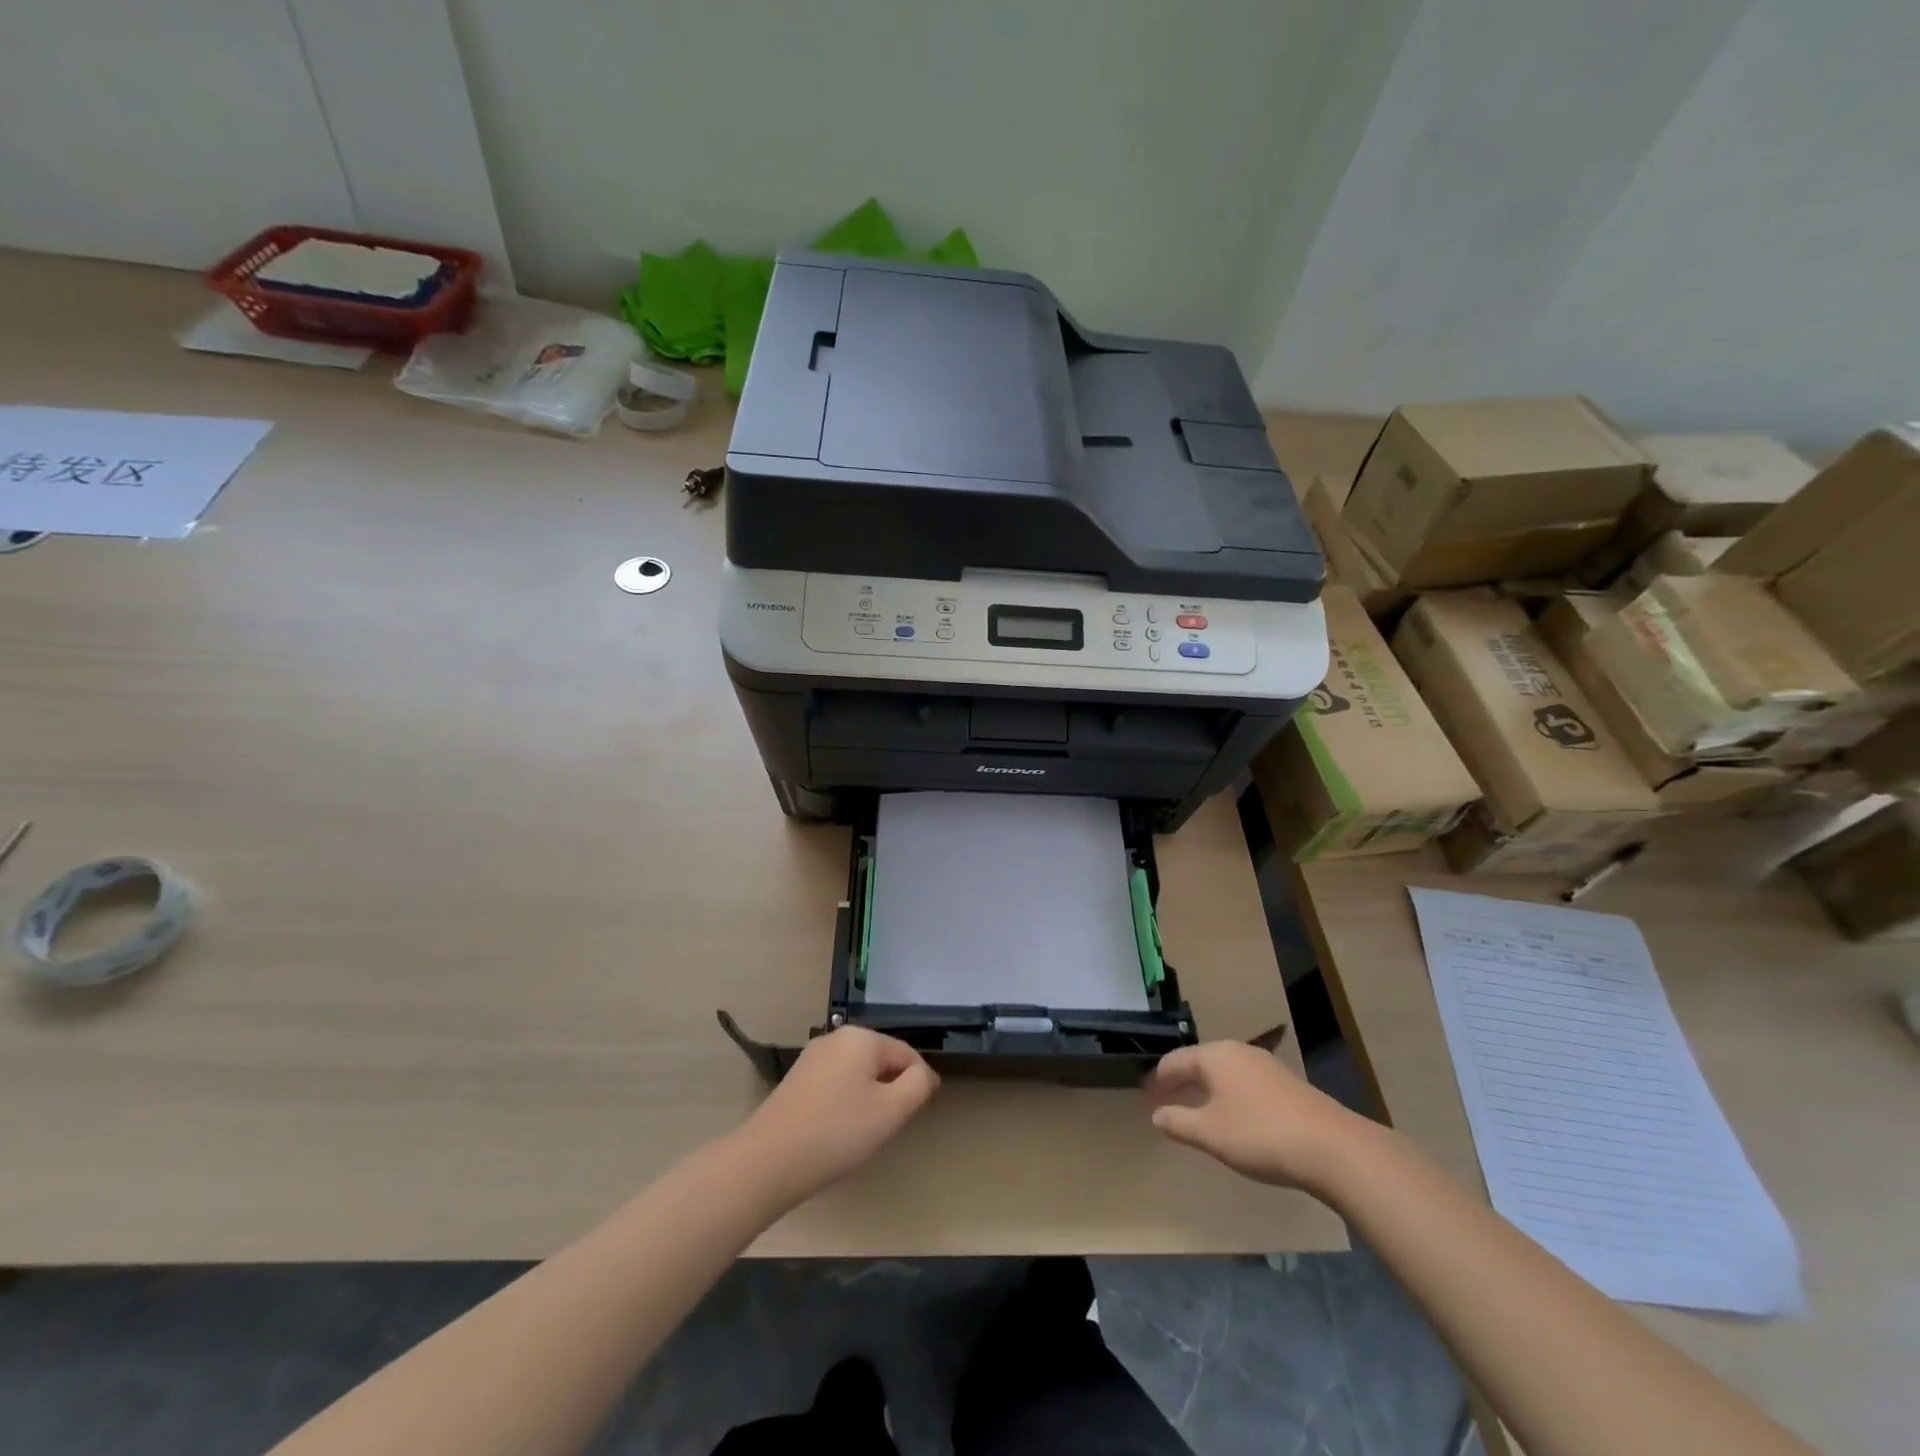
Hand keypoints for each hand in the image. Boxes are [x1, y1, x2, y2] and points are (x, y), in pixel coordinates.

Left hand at [738, 1027, 940, 1204]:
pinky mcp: (797, 1079)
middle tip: (888, 1127)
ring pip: (857, 1072)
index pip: (907, 1053)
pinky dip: (845, 1102)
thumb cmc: (837, 1132)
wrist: (768, 1160)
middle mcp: (837, 1037)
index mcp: (862, 1037)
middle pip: (881, 1060)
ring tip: (862, 1133)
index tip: (916, 1115)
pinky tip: (837, 1131)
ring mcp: (813, 1057)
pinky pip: (835, 1083)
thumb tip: (923, 1074)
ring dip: (868, 1098)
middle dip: (891, 1090)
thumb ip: (918, 1086)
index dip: (919, 1083)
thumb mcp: (891, 1111)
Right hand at [1145, 1041, 1363, 1191]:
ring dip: (1206, 1089)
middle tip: (1165, 1101)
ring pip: (1224, 1073)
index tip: (1145, 1095)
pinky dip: (1229, 1096)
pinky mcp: (1287, 1085)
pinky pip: (1245, 1084)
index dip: (1158, 1079)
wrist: (1331, 1148)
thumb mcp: (1210, 1133)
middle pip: (1200, 1062)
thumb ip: (1179, 1122)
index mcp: (1215, 1056)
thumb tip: (1157, 1114)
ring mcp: (1266, 1066)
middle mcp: (1238, 1052)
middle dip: (1181, 1081)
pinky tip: (1233, 1118)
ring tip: (1196, 1110)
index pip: (1175, 1061)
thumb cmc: (1259, 1134)